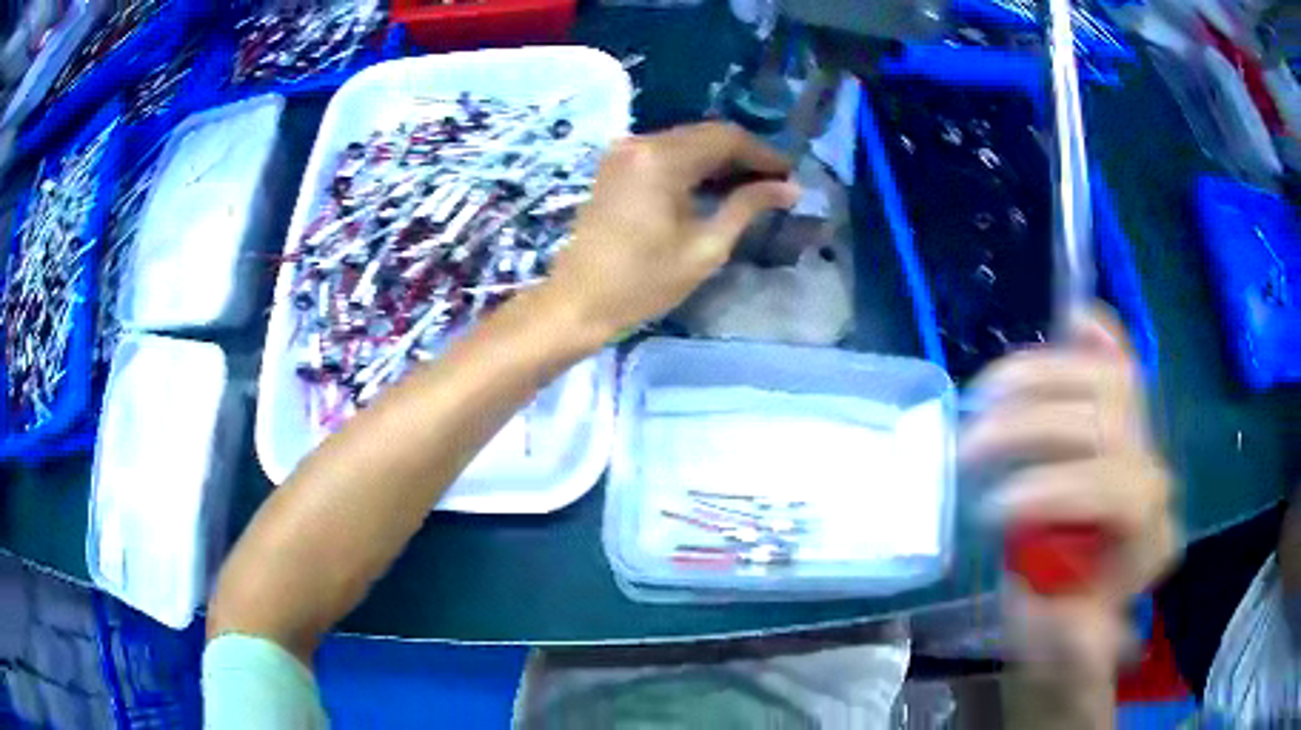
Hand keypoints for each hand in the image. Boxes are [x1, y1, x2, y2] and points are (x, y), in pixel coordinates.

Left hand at [542, 122, 799, 341]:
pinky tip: (714, 186)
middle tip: (776, 182)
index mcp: (661, 159)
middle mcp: (640, 143)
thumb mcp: (705, 248)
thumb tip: (790, 188)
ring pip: (686, 141)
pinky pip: (665, 153)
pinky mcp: (616, 165)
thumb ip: (747, 207)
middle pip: (706, 134)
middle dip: (744, 155)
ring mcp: (624, 152)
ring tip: (752, 187)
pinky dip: (693, 165)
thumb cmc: (643, 282)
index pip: (726, 138)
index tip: (790, 175)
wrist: (577, 301)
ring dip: (720, 160)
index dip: (764, 153)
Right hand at [959, 306, 1179, 685]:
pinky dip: (1097, 337)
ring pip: (1110, 380)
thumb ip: (1070, 652)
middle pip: (1111, 420)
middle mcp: (1153, 480)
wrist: (1073, 614)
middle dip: (1035, 426)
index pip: (1122, 489)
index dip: (1058, 487)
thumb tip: (1067, 621)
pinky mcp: (1122, 424)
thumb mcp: (1057, 664)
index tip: (991, 510)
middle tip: (970, 446)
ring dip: (1042, 375)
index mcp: (1147, 542)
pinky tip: (1073, 320)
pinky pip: (1120, 365)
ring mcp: (1141, 442)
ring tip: (985, 394)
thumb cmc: (1061, 640)